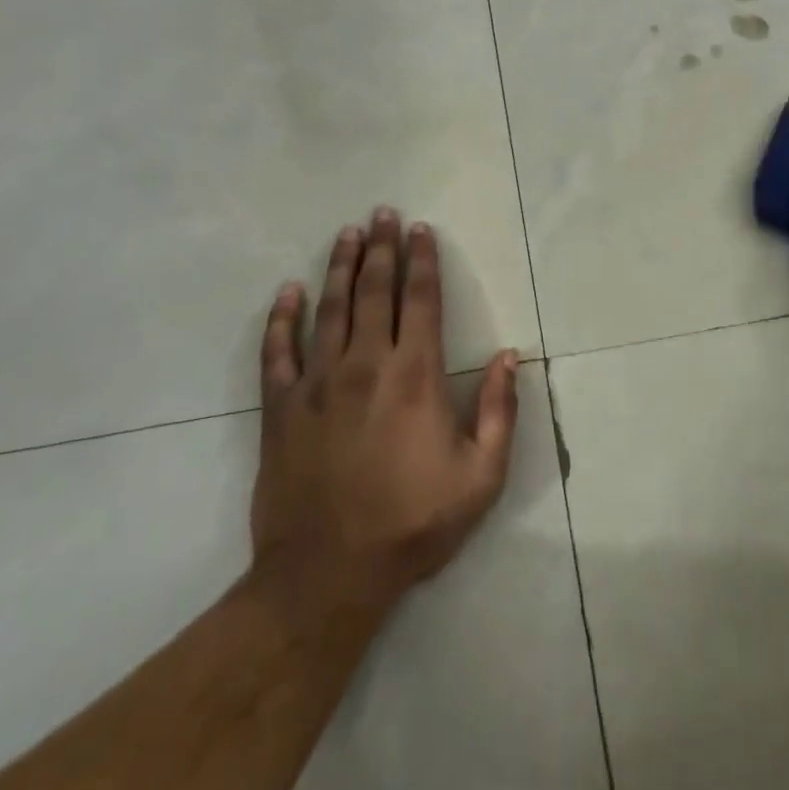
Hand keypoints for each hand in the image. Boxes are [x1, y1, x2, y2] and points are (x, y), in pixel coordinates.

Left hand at [250, 209, 520, 609]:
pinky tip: (288, 292)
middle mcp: (365, 364)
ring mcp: (317, 383)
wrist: (326, 576)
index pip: (420, 300)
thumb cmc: (412, 524)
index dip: (423, 261)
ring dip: (340, 267)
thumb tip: (511, 356)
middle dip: (382, 248)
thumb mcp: (481, 477)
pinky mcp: (281, 408)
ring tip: (347, 233)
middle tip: (383, 213)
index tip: (422, 230)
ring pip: (330, 308)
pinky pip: (277, 352)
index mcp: (414, 375)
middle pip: (375, 290)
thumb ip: (501, 411)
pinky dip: (281, 319)